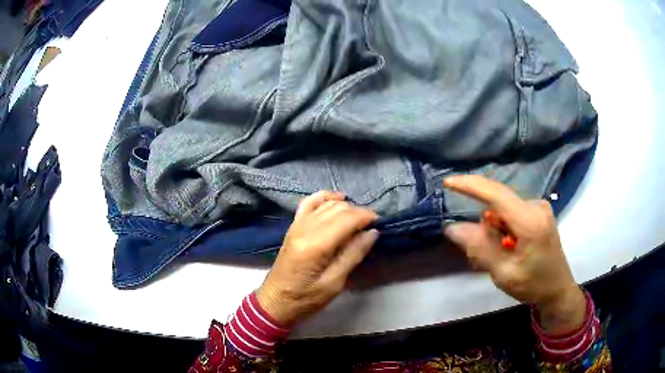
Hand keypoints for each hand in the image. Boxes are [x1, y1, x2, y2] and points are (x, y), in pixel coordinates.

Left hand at [256, 191, 378, 326]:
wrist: (275, 301)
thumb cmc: (306, 298)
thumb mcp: (334, 283)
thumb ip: (353, 255)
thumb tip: (372, 232)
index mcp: (316, 245)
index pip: (347, 219)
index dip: (366, 217)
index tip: (379, 223)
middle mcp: (305, 228)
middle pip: (338, 208)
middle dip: (358, 212)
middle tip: (371, 226)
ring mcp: (297, 225)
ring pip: (326, 203)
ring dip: (345, 206)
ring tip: (358, 219)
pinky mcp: (293, 226)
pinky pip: (309, 202)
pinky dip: (325, 197)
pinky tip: (337, 199)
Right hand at [443, 175, 585, 333]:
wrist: (558, 289)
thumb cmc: (533, 285)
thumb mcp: (504, 273)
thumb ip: (480, 249)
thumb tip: (452, 228)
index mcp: (530, 222)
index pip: (496, 195)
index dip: (470, 186)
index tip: (447, 182)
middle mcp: (536, 206)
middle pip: (498, 200)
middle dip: (484, 221)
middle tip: (479, 251)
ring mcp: (539, 207)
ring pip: (503, 208)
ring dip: (494, 227)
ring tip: (498, 254)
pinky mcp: (539, 211)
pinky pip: (512, 211)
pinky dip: (503, 227)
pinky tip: (507, 246)